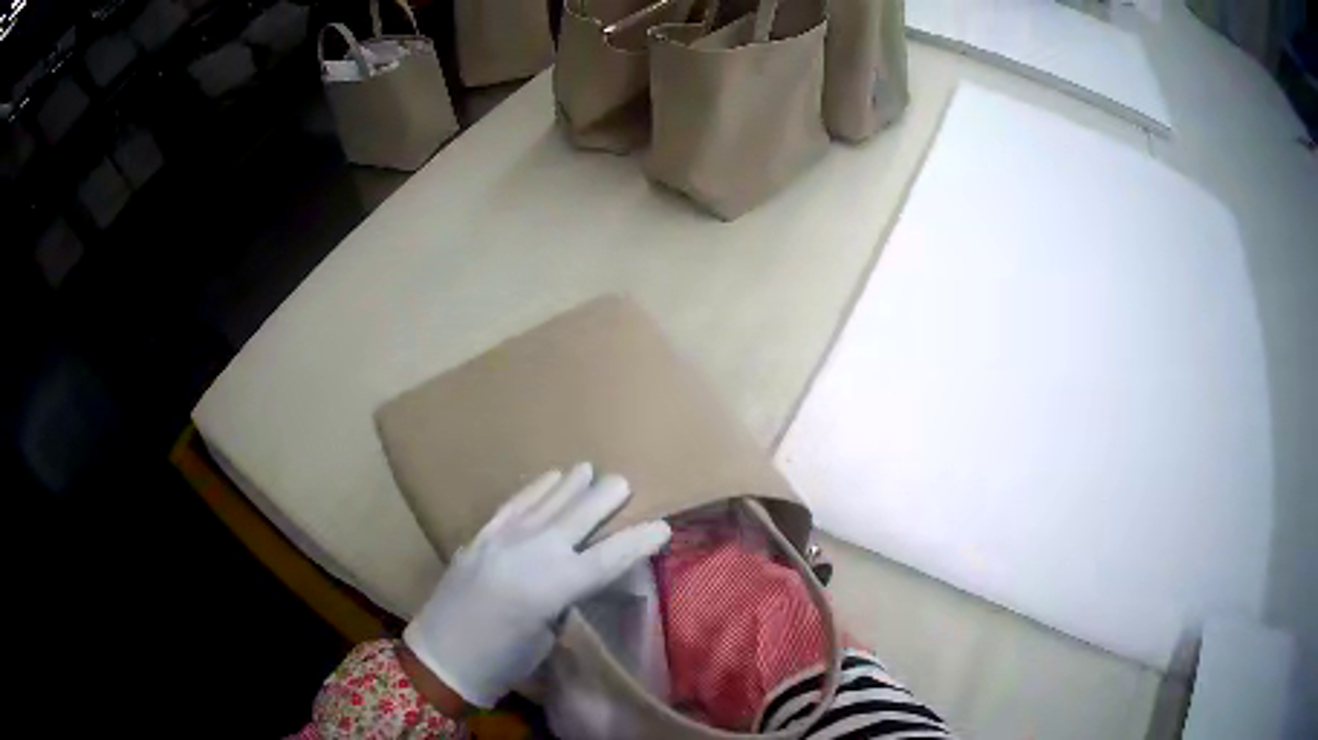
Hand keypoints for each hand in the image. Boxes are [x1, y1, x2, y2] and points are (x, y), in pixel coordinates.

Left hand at [403, 463, 671, 707]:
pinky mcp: (481, 536)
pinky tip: (549, 478)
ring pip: (546, 503)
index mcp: (554, 587)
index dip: (638, 541)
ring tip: (588, 469)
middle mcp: (531, 554)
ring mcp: (502, 540)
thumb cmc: (502, 661)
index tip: (663, 527)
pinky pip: (514, 505)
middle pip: (578, 517)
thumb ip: (565, 598)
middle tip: (625, 482)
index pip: (608, 557)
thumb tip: (578, 574)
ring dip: (570, 485)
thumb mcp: (547, 636)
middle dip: (605, 498)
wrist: (441, 656)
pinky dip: (534, 489)